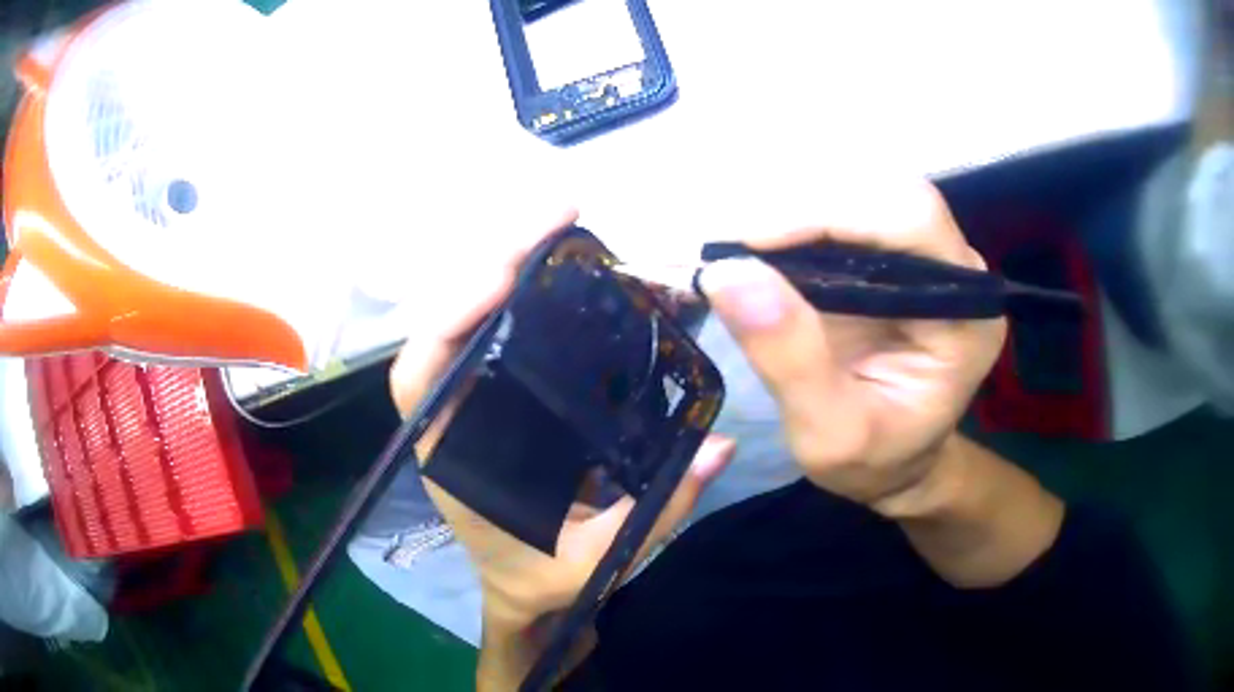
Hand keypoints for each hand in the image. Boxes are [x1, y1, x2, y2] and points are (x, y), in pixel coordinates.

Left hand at [388, 214, 734, 634]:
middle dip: (495, 261)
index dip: (452, 317)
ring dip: (511, 266)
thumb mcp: (595, 561)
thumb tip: (720, 446)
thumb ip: (655, 511)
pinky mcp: (499, 395)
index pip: (423, 376)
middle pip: (451, 324)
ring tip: (564, 226)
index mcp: (453, 458)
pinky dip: (526, 294)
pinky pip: (501, 332)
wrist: (523, 588)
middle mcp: (453, 416)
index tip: (503, 274)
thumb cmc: (542, 579)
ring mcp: (474, 400)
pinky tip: (566, 270)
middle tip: (558, 215)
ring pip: (473, 317)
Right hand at [697, 179, 1061, 586]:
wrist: (896, 463)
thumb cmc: (874, 461)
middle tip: (737, 245)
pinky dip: (800, 217)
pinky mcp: (899, 255)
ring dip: (799, 205)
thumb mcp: (828, 434)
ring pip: (866, 189)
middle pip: (887, 191)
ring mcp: (930, 256)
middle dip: (808, 205)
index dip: (832, 213)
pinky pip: (851, 211)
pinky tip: (765, 245)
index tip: (750, 242)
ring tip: (744, 247)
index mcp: (966, 314)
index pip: (912, 220)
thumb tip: (728, 271)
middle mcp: (957, 270)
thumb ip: (790, 359)